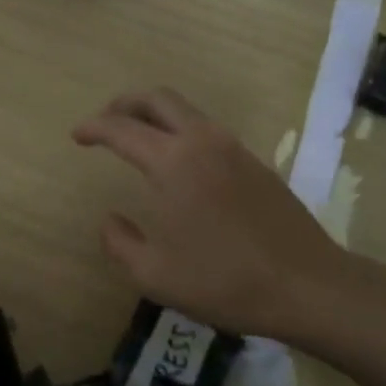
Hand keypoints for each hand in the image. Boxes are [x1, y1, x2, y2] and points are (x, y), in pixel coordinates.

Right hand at [73, 87, 361, 341]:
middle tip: (105, 121)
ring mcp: (234, 148)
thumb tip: (109, 220)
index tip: (76, 136)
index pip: (121, 129)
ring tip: (137, 138)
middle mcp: (202, 141)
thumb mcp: (155, 275)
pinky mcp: (254, 162)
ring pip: (185, 110)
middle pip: (157, 99)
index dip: (93, 128)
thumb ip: (120, 243)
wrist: (309, 285)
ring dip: (154, 115)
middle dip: (124, 104)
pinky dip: (180, 130)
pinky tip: (177, 162)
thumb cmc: (225, 281)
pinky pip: (206, 129)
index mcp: (173, 162)